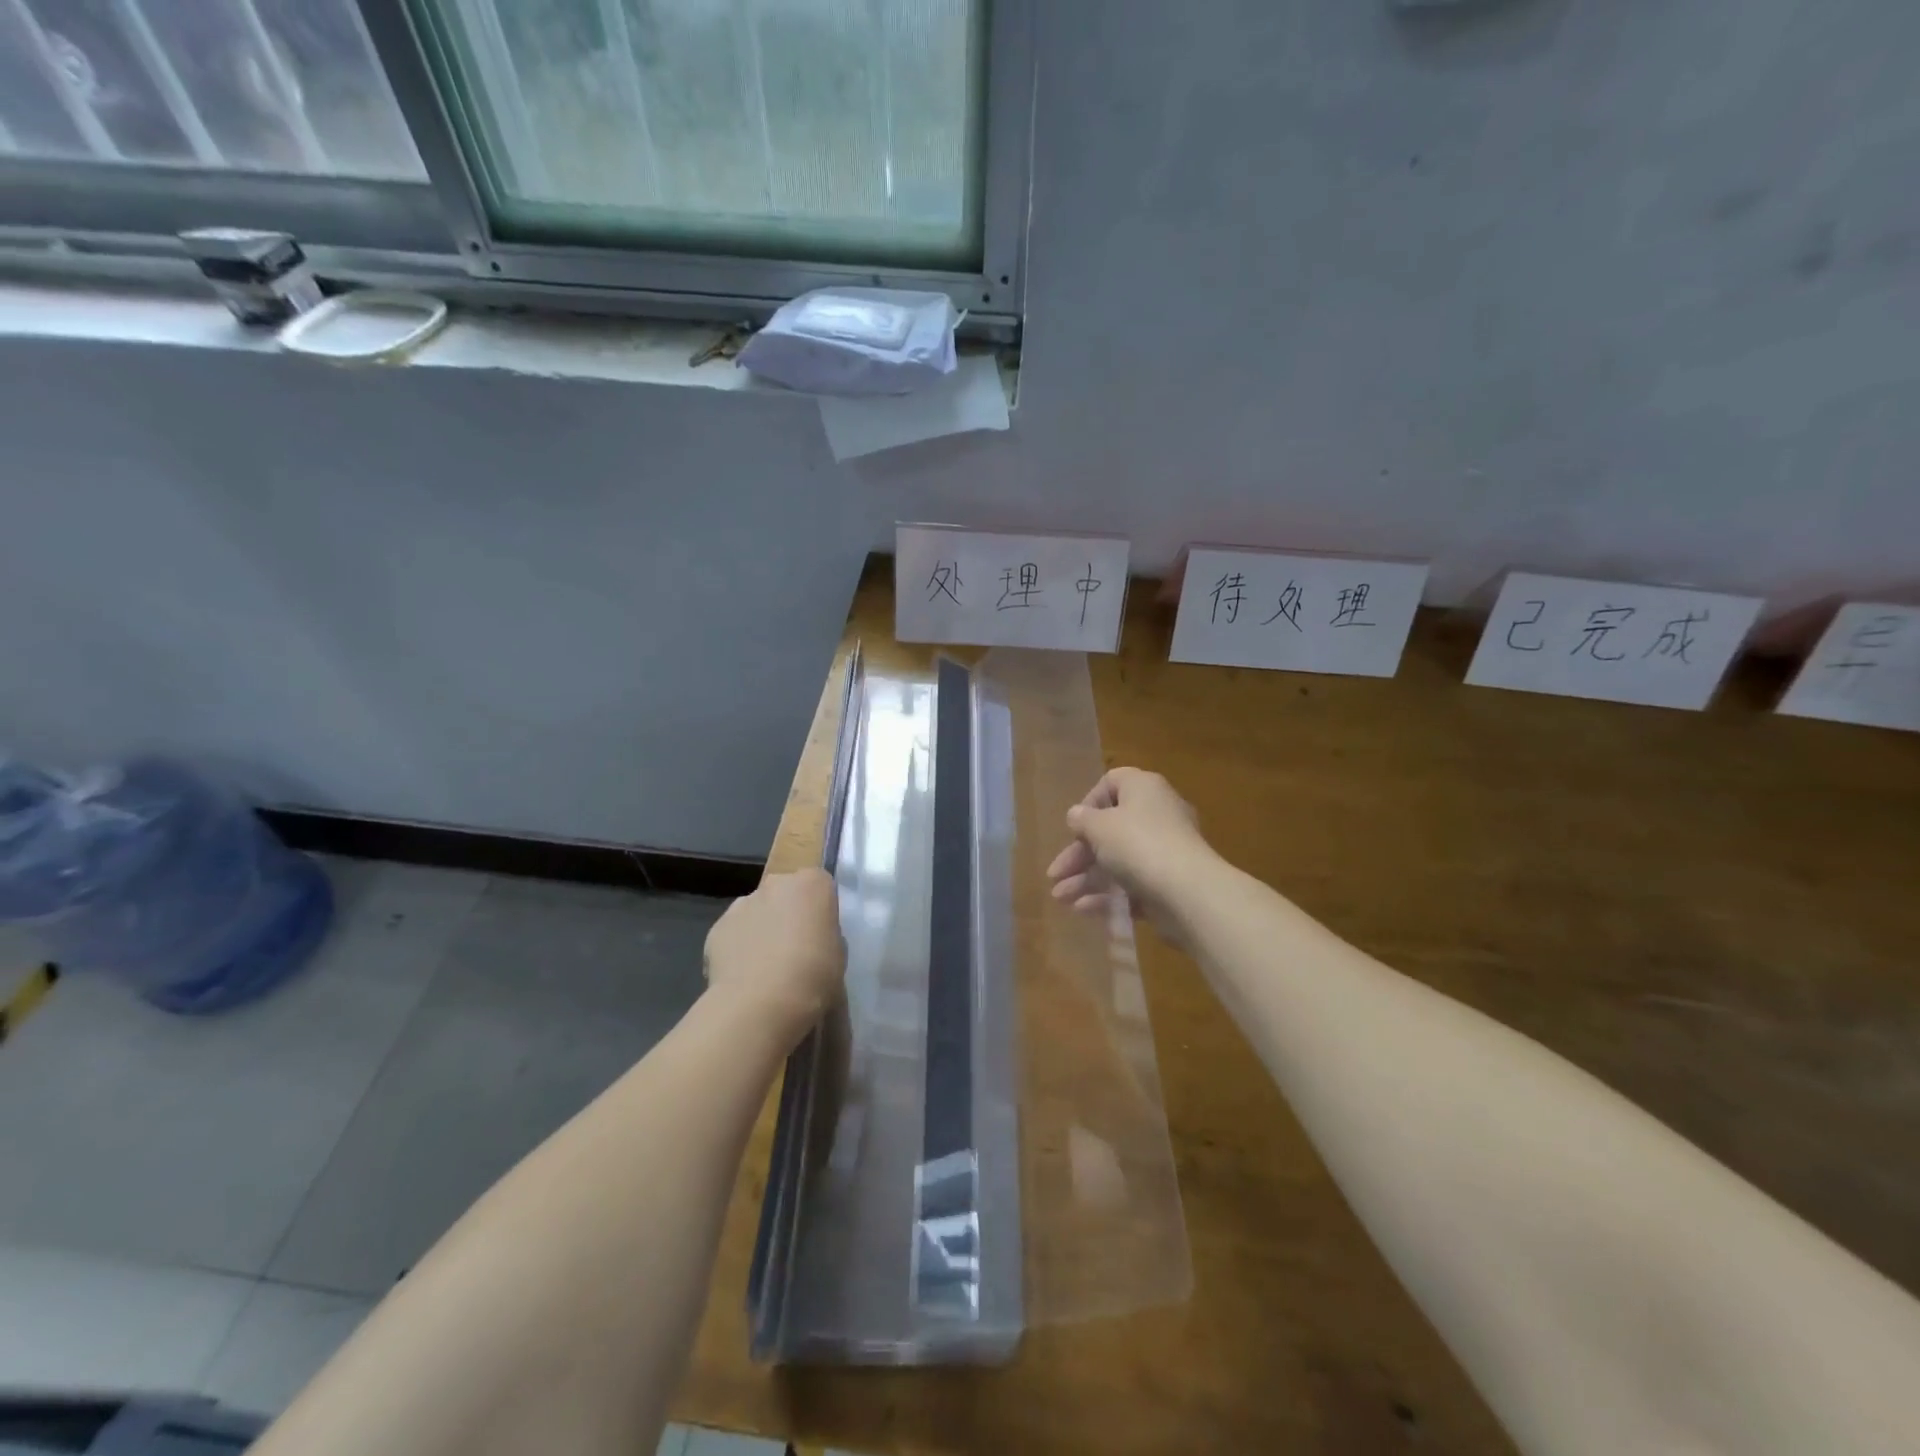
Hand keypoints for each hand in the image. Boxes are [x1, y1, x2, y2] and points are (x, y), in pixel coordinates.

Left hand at [704, 868, 844, 1045]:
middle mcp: (777, 884)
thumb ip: (826, 935)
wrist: (760, 1004)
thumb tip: (812, 938)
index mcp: (812, 884)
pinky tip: (744, 977)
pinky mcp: (716, 927)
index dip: (820, 909)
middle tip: (796, 948)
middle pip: (786, 892)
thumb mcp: (839, 954)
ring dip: (762, 929)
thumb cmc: (813, 976)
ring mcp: (743, 903)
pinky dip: (739, 948)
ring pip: (757, 911)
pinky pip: (734, 933)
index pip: (820, 884)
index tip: (821, 932)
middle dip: (789, 913)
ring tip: (766, 968)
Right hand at [1046, 768, 1212, 934]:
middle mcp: (1157, 815)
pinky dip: (1108, 896)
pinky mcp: (1167, 884)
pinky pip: (1132, 885)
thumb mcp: (1099, 826)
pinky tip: (1083, 909)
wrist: (1188, 892)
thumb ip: (1082, 819)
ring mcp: (1164, 852)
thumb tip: (1077, 815)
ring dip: (1086, 879)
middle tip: (1055, 875)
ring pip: (1118, 861)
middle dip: (1079, 854)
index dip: (1089, 802)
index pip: (1113, 783)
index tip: (1075, 826)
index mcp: (1143, 789)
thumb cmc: (1138, 844)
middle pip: (1110, 830)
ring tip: (1060, 899)